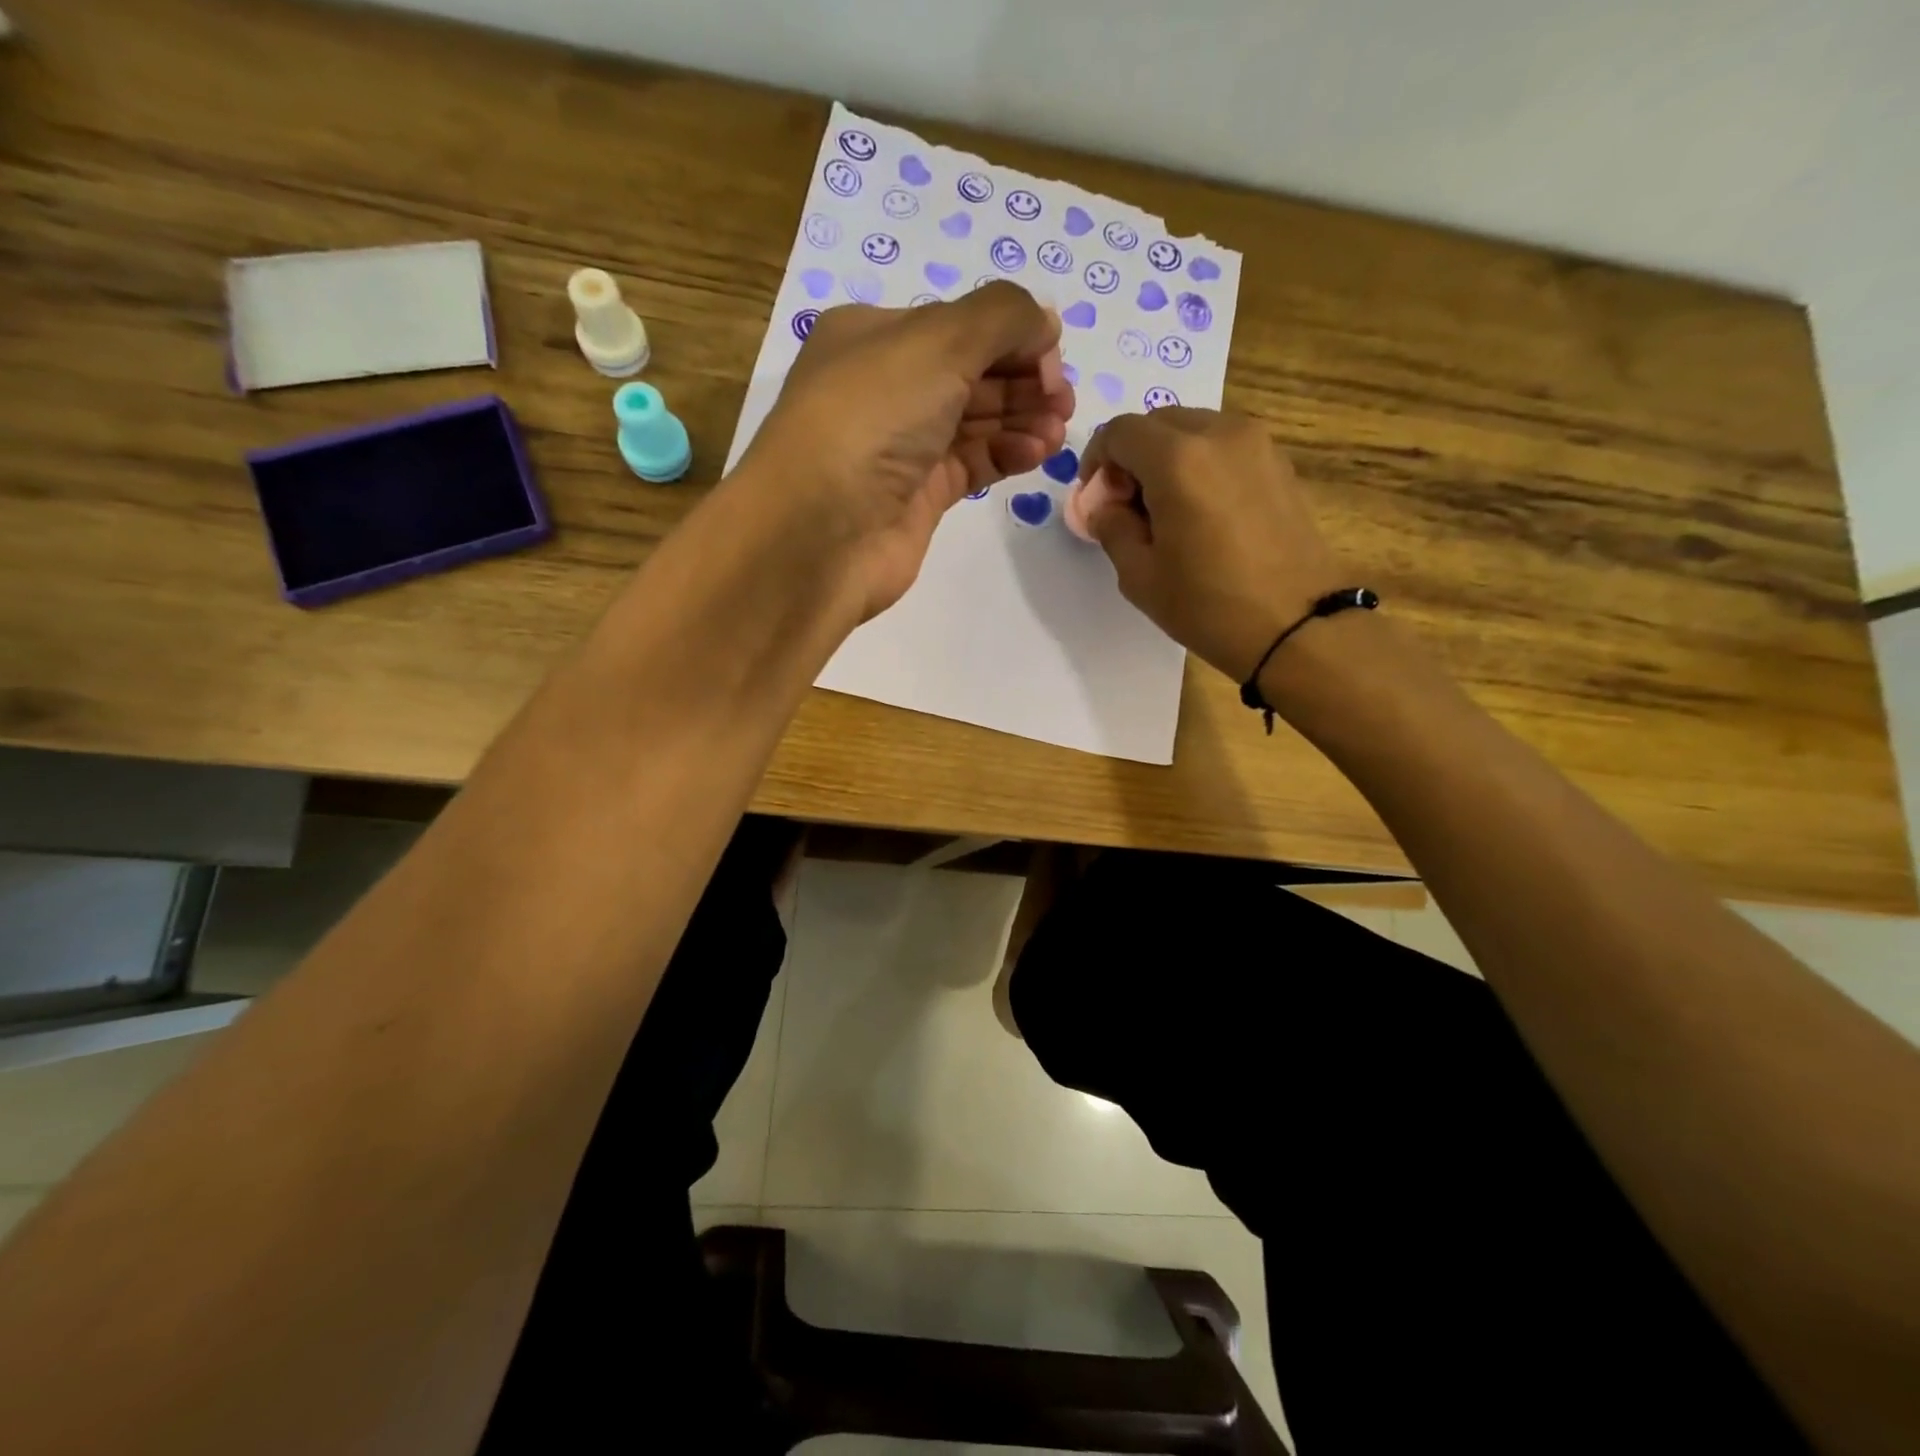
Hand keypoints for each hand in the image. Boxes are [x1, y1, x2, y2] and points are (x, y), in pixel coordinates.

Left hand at [735, 283, 1073, 621]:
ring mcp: (901, 447)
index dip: (1011, 336)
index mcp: (874, 336)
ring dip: (1022, 419)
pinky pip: (971, 464)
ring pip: (975, 422)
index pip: (957, 326)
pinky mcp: (917, 497)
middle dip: (1022, 380)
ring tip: (1058, 429)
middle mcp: (885, 388)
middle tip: (1063, 399)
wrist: (821, 531)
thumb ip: (1002, 317)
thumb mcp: (938, 341)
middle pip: (970, 373)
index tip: (1054, 357)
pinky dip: (1006, 454)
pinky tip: (1037, 452)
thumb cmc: (871, 418)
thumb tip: (1044, 322)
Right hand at [1076, 409, 1345, 681]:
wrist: (1298, 625)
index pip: (1120, 432)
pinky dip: (1201, 465)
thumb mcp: (1140, 575)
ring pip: (1193, 430)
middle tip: (1128, 508)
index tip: (1097, 500)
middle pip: (1158, 423)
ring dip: (1167, 459)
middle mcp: (1219, 434)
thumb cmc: (1209, 605)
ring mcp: (1257, 444)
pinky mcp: (1279, 462)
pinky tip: (1202, 514)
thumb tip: (1105, 507)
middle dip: (1132, 458)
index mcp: (1177, 459)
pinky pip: (1224, 447)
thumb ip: (1112, 528)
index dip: (1097, 461)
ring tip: (1166, 513)